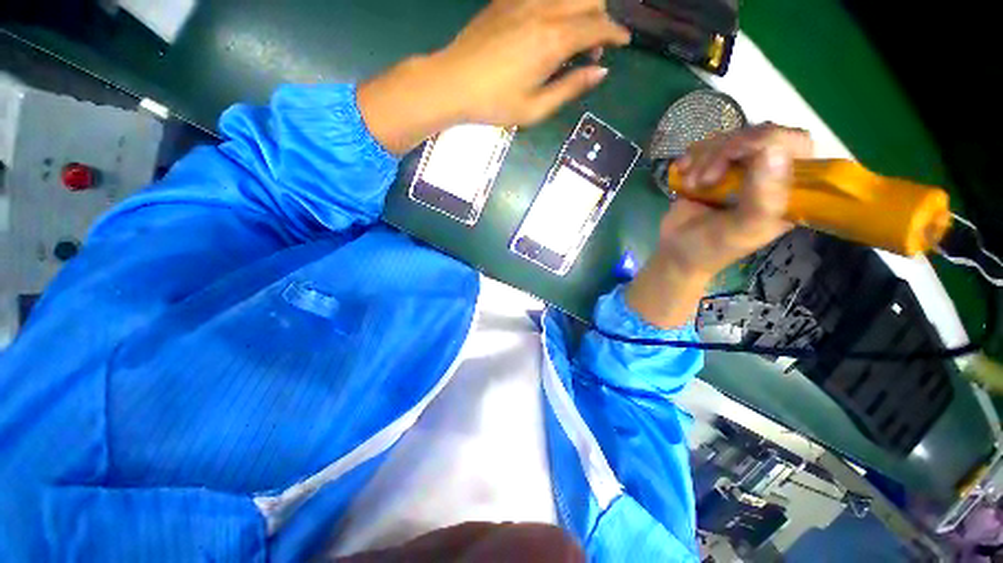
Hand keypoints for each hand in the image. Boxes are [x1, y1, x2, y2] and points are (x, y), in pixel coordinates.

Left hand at [358, 0, 629, 154]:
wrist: (453, 82)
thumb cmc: (495, 104)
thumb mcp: (535, 109)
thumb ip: (570, 88)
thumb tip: (601, 72)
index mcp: (553, 40)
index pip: (598, 25)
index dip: (616, 34)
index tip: (623, 43)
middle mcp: (543, 10)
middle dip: (602, 18)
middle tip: (594, 47)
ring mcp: (523, 1)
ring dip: (581, 8)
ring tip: (574, 36)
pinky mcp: (507, 0)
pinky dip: (558, 5)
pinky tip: (549, 27)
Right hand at [627, 124, 813, 327]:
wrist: (676, 254)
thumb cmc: (709, 250)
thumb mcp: (741, 231)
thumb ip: (765, 197)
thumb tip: (775, 148)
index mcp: (788, 191)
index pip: (797, 145)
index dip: (771, 142)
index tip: (739, 159)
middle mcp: (768, 174)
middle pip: (761, 132)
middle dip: (729, 150)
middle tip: (707, 175)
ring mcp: (738, 169)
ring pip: (729, 136)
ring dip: (707, 156)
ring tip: (693, 183)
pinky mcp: (712, 168)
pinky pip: (706, 144)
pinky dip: (694, 158)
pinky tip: (686, 178)